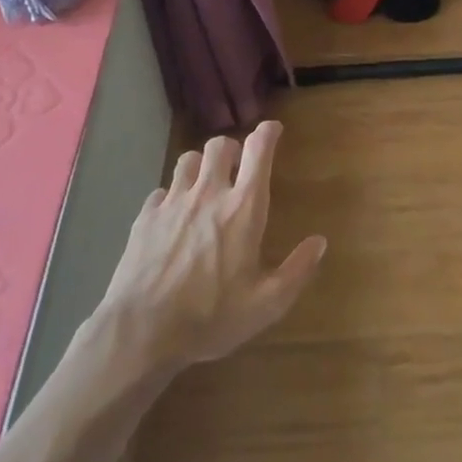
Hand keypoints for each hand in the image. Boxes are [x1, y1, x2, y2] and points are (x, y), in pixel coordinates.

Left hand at [94, 121, 325, 372]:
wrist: (141, 332)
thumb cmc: (211, 316)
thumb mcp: (267, 304)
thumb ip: (298, 270)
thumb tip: (319, 242)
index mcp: (243, 208)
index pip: (258, 150)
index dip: (268, 132)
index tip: (273, 129)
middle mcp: (209, 194)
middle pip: (219, 145)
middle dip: (232, 148)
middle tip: (237, 166)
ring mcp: (173, 203)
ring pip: (187, 160)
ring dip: (200, 166)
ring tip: (205, 185)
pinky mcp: (145, 218)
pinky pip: (161, 191)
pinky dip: (171, 196)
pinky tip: (173, 217)